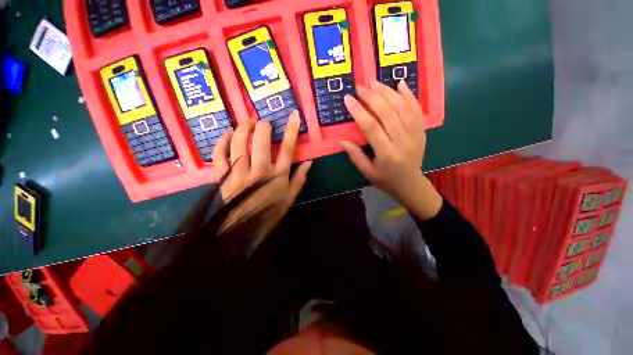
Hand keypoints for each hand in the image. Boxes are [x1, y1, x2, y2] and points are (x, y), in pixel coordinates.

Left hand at [213, 111, 311, 234]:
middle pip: (261, 141)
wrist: (242, 231)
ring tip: (247, 123)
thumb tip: (308, 162)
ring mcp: (238, 173)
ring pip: (239, 144)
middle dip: (263, 126)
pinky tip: (227, 134)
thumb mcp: (290, 198)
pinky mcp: (223, 177)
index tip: (293, 115)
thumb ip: (299, 179)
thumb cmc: (269, 214)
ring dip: (243, 128)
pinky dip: (221, 142)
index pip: (287, 149)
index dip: (291, 131)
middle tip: (264, 123)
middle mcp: (259, 171)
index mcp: (277, 177)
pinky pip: (219, 155)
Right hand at [342, 80, 441, 219]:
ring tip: (374, 82)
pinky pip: (417, 109)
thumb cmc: (386, 180)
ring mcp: (415, 134)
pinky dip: (409, 94)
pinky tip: (400, 83)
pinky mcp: (422, 131)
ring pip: (402, 107)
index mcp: (386, 154)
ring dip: (388, 92)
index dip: (359, 111)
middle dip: (372, 97)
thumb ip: (355, 156)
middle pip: (387, 113)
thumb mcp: (367, 172)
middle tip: (360, 87)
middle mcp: (402, 141)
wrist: (411, 184)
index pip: (371, 127)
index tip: (348, 99)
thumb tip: (344, 140)